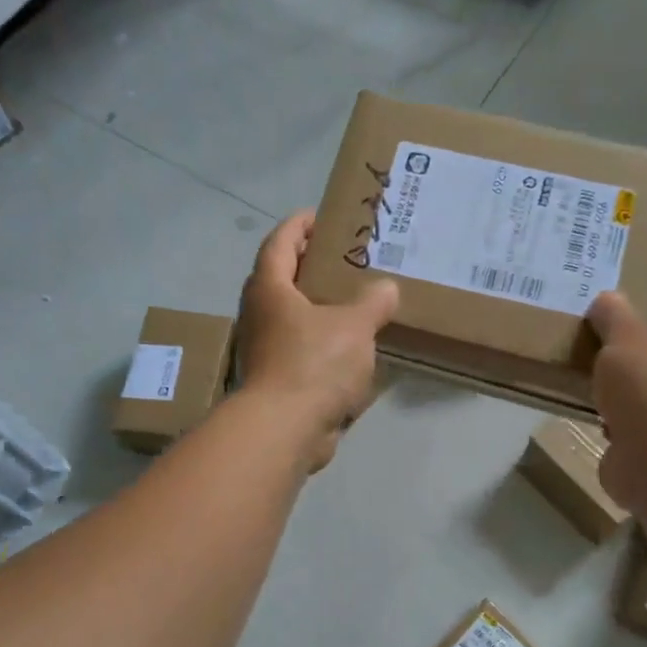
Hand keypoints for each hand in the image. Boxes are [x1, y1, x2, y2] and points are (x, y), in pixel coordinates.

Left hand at [237, 211, 398, 470]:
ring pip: (292, 316)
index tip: (321, 217)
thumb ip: (372, 302)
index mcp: (270, 289)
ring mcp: (265, 349)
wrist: (284, 430)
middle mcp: (260, 314)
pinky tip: (351, 346)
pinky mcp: (277, 379)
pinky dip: (322, 340)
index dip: (299, 225)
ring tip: (354, 300)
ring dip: (318, 306)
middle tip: (345, 259)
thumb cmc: (314, 364)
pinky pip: (301, 348)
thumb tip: (386, 289)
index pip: (279, 242)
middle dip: (310, 265)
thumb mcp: (354, 326)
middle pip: (282, 278)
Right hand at [586, 270, 646, 513]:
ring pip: (645, 381)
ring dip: (622, 371)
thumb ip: (615, 316)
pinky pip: (625, 417)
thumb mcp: (628, 339)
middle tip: (605, 306)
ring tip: (584, 350)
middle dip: (644, 326)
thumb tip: (608, 299)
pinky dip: (607, 408)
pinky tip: (580, 397)